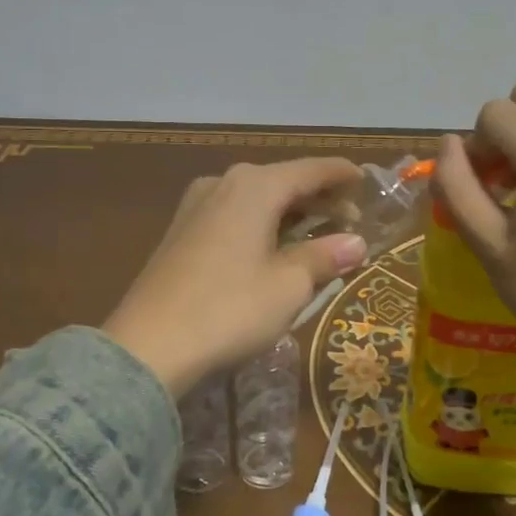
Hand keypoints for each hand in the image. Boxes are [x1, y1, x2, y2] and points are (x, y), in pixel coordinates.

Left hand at [103, 159, 367, 396]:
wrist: (149, 346)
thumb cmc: (230, 309)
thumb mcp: (289, 285)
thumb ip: (325, 257)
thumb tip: (357, 243)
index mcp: (255, 186)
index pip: (310, 170)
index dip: (341, 174)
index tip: (365, 179)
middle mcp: (224, 183)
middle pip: (282, 181)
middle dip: (318, 198)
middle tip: (349, 219)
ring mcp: (196, 205)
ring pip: (256, 198)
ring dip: (289, 212)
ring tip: (316, 234)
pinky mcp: (180, 231)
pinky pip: (234, 214)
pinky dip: (261, 223)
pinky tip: (272, 246)